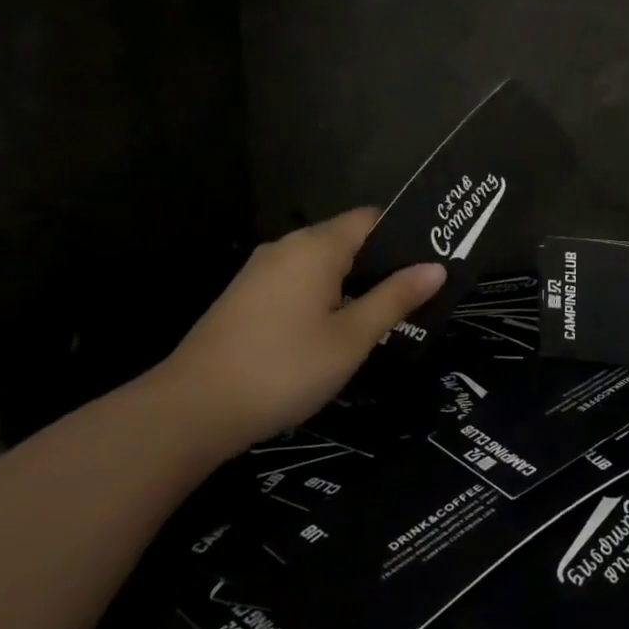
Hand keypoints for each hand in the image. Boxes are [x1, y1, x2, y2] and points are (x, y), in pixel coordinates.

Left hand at [148, 208, 444, 453]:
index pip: (371, 218)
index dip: (406, 233)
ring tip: (388, 311)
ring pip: (322, 263)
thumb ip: (395, 298)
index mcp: (316, 247)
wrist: (192, 410)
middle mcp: (287, 247)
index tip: (435, 256)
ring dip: (354, 281)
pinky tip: (338, 327)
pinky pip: (299, 281)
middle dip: (383, 261)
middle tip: (420, 290)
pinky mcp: (246, 297)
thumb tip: (436, 267)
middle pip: (347, 238)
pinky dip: (325, 294)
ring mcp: (261, 271)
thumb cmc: (284, 368)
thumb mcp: (351, 338)